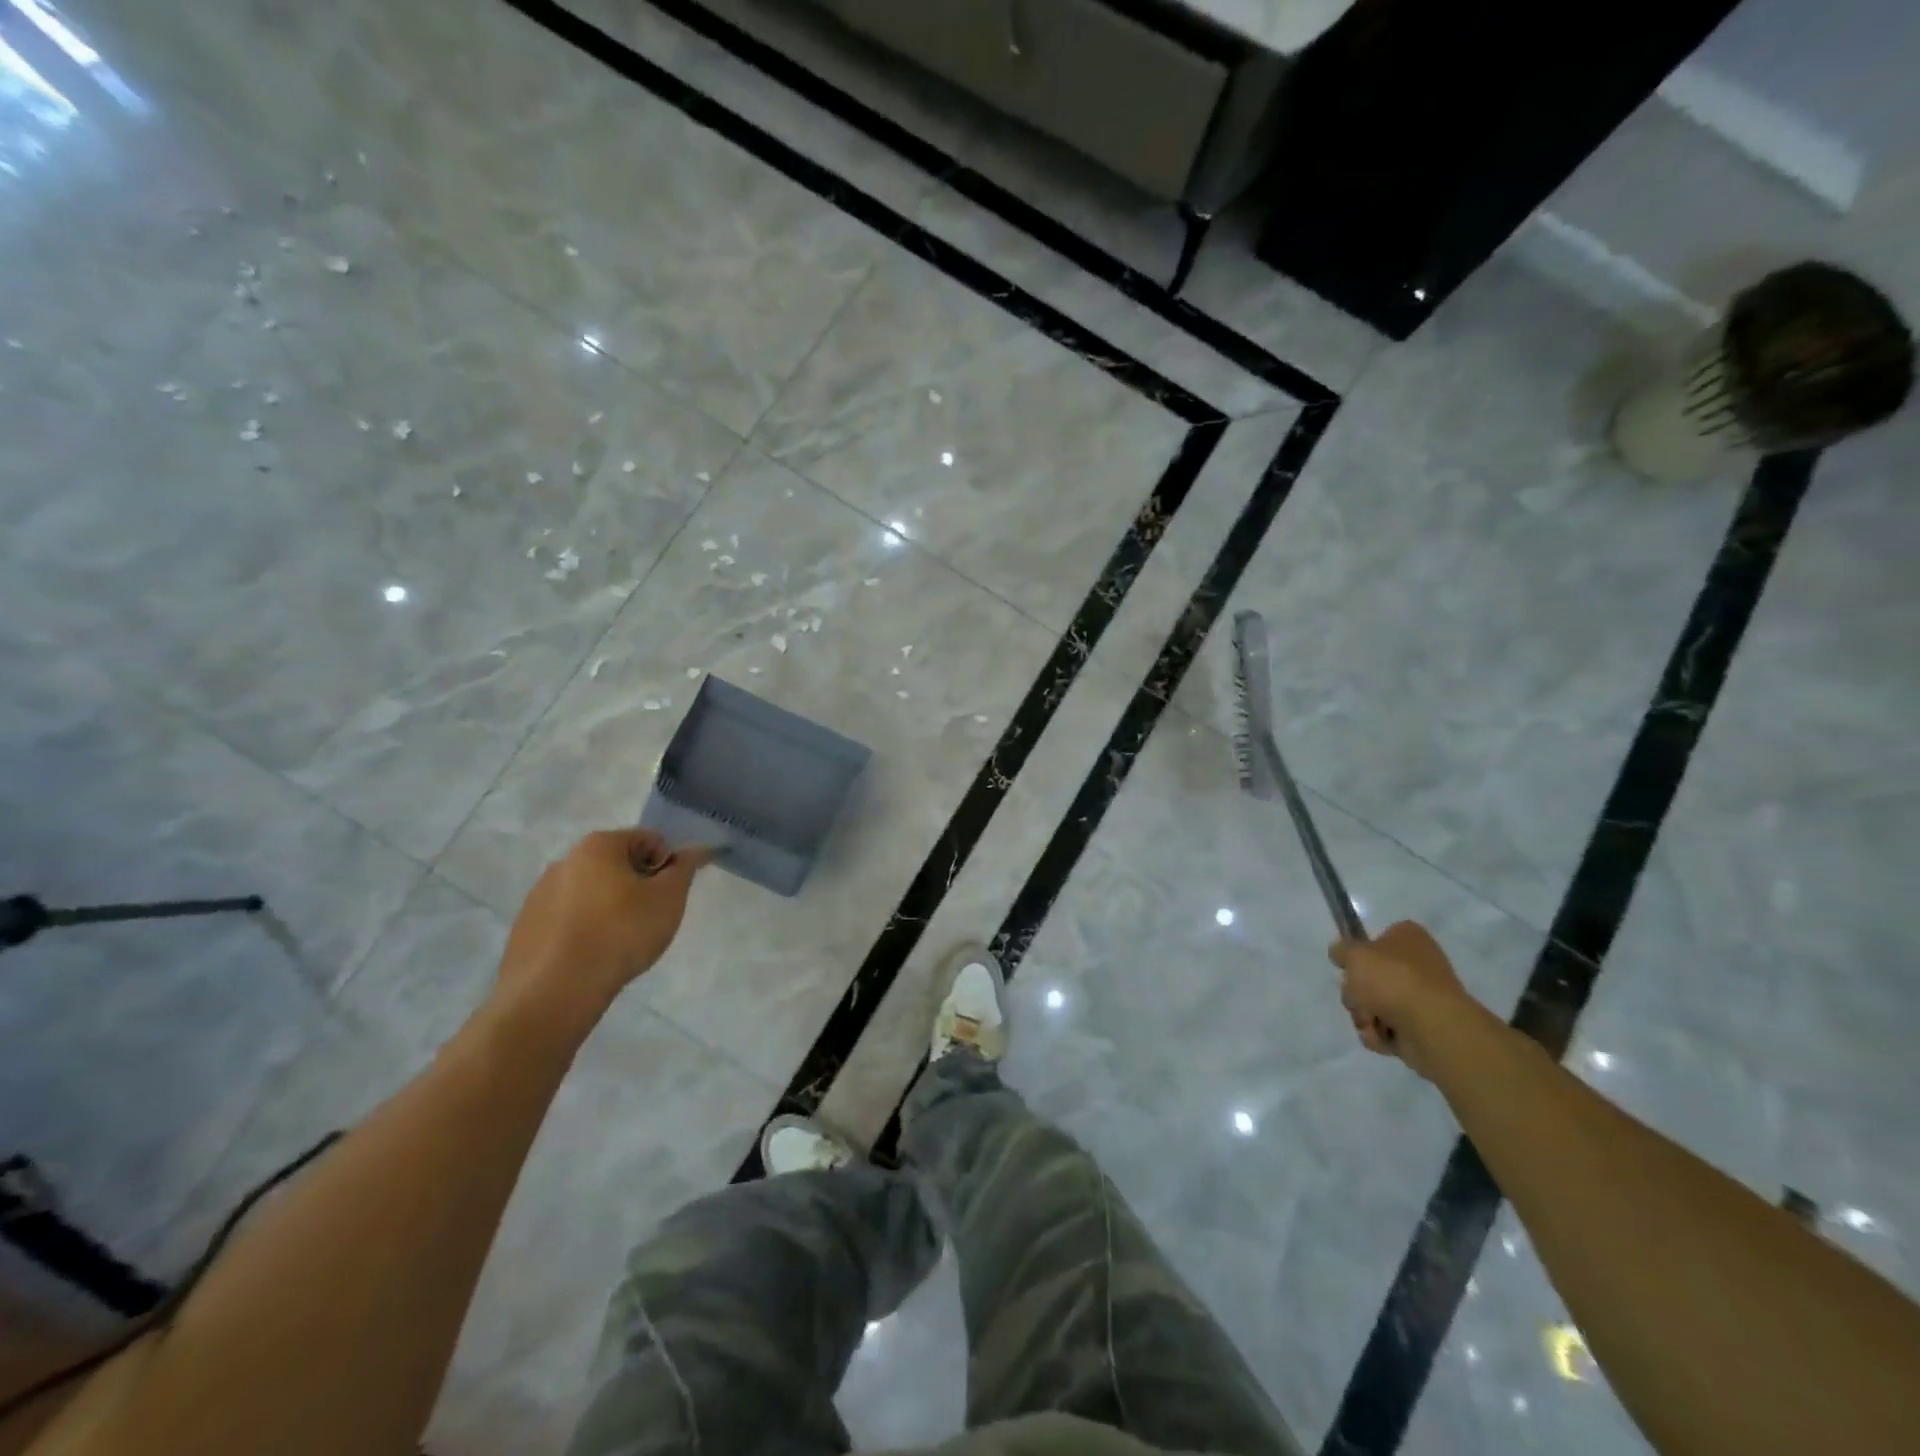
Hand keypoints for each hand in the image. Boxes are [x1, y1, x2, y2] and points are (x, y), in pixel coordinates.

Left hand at [496, 829, 712, 1027]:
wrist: (554, 992)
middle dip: (639, 887)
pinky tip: (591, 957)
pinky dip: (585, 929)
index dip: (668, 866)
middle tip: (649, 920)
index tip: (669, 898)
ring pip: (592, 892)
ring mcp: (539, 894)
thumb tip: (696, 848)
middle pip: (618, 864)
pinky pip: (568, 918)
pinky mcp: (526, 927)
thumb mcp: (668, 898)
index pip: (649, 840)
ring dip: (611, 908)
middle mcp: (564, 861)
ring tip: (619, 943)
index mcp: (598, 845)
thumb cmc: (620, 934)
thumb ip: (685, 868)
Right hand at [1329, 921, 1470, 1078]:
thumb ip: (1341, 950)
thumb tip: (1341, 953)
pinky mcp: (1419, 1029)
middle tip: (1358, 996)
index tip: (1349, 964)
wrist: (1433, 1026)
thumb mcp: (1354, 954)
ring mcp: (1420, 999)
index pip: (1379, 938)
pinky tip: (1381, 1036)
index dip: (1360, 952)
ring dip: (1364, 1015)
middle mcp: (1417, 966)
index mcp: (1408, 938)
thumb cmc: (1393, 980)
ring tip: (1371, 1021)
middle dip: (1356, 991)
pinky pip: (1385, 1029)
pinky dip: (1378, 1034)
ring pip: (1373, 1004)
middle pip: (1370, 976)